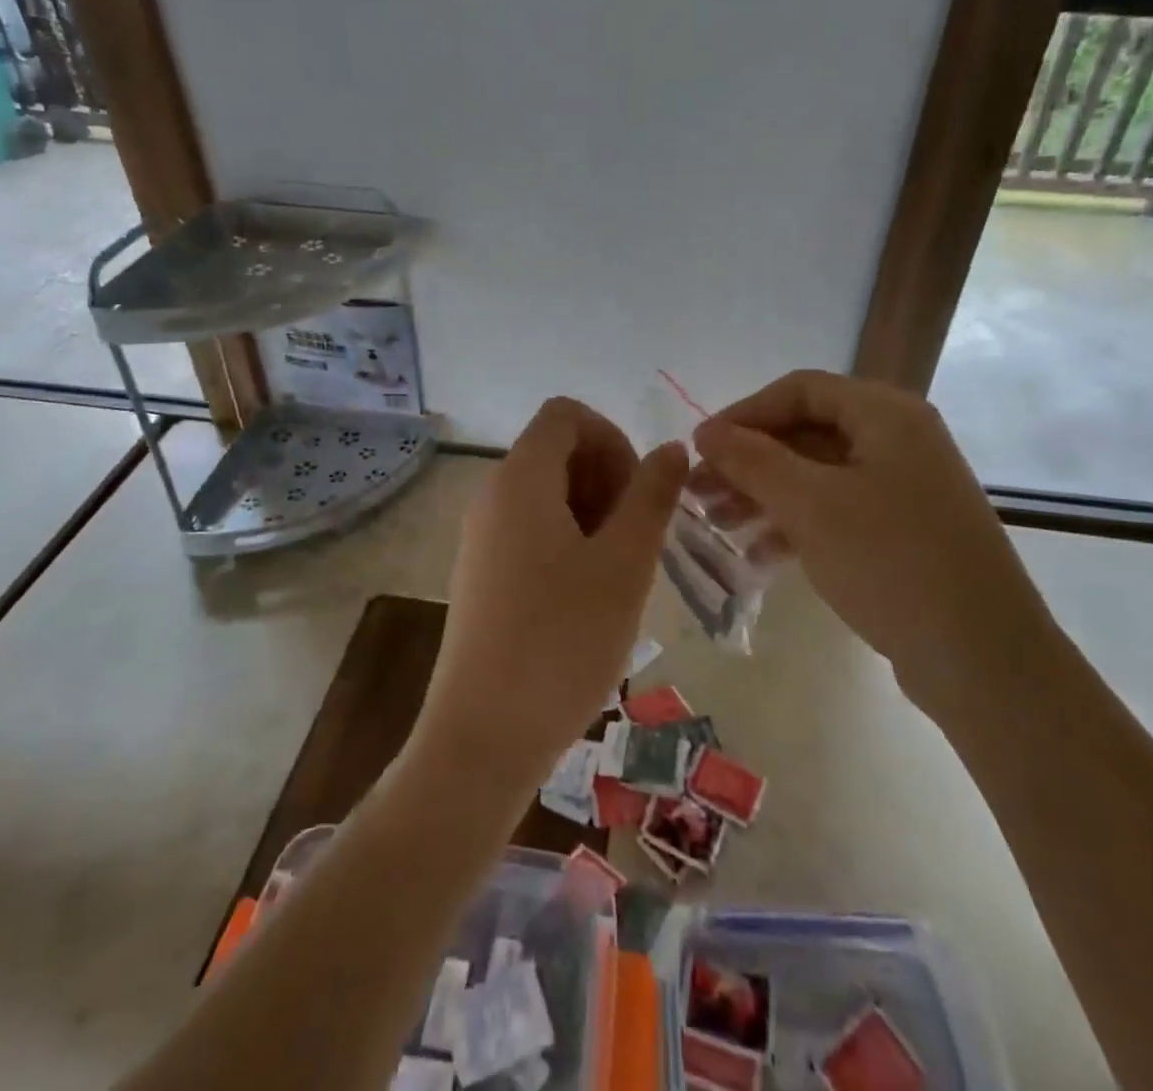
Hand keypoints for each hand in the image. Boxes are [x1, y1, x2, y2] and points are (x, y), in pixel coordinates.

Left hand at [414, 398, 687, 793]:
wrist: (483, 737)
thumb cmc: (562, 642)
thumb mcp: (624, 565)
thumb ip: (651, 496)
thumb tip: (671, 448)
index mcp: (521, 479)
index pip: (566, 415)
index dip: (612, 438)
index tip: (639, 492)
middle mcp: (492, 495)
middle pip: (556, 450)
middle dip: (607, 476)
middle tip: (636, 536)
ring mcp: (481, 536)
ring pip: (547, 492)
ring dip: (593, 512)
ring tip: (619, 570)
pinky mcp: (482, 573)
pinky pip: (531, 528)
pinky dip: (569, 539)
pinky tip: (589, 594)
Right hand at [691, 371, 1048, 721]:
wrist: (983, 659)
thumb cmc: (891, 561)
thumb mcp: (810, 504)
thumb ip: (753, 460)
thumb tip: (706, 432)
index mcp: (886, 414)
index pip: (799, 390)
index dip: (744, 413)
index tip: (700, 447)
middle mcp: (899, 440)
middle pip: (805, 433)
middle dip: (748, 461)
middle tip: (698, 491)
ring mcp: (904, 488)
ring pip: (816, 475)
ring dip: (764, 495)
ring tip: (716, 524)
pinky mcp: (903, 532)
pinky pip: (836, 511)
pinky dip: (795, 525)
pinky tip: (757, 555)